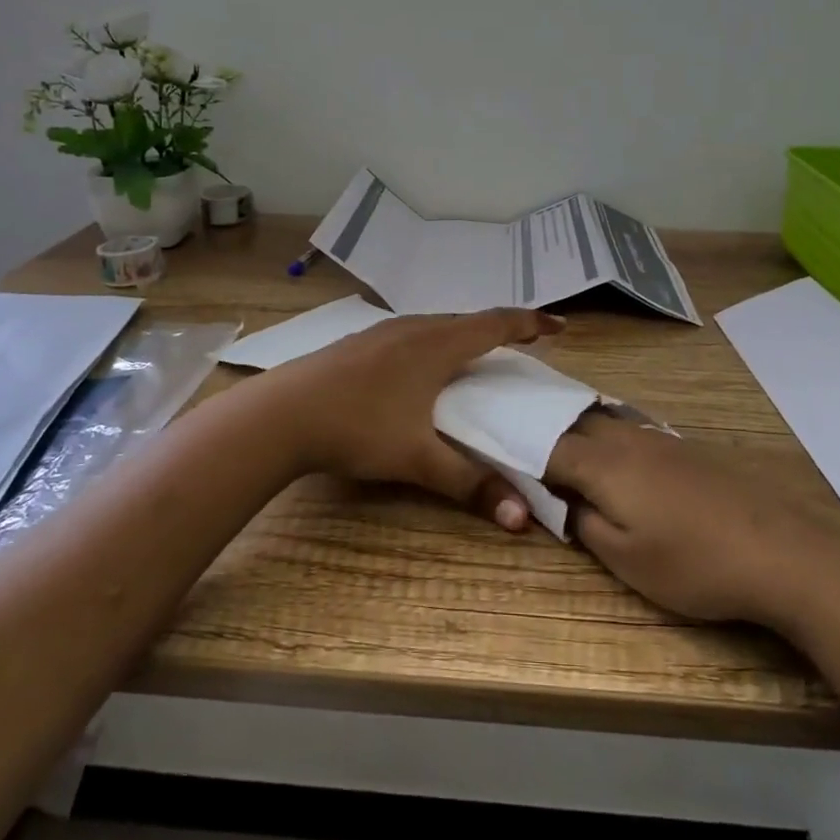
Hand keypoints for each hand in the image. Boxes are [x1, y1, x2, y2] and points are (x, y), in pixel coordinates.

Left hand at [257, 307, 564, 531]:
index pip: (497, 324)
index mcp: (437, 345)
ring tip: (477, 353)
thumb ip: (471, 484)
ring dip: (463, 334)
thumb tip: (523, 519)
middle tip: (523, 343)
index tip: (559, 325)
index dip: (532, 324)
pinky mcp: (359, 343)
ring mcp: (382, 332)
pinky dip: (434, 342)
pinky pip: (411, 333)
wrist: (281, 413)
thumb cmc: (358, 427)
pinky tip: (421, 366)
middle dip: (500, 329)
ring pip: (436, 325)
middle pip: (468, 320)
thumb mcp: (418, 459)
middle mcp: (414, 328)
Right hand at [545, 412, 839, 624]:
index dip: (519, 453)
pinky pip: (630, 431)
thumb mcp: (625, 559)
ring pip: (603, 421)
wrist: (781, 551)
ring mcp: (659, 439)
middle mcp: (626, 438)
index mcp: (602, 462)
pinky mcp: (686, 448)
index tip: (501, 464)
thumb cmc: (694, 563)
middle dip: (545, 435)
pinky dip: (609, 439)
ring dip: (577, 433)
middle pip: (573, 422)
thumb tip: (562, 501)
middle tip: (526, 455)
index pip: (545, 446)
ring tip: (563, 455)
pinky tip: (617, 463)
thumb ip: (583, 523)